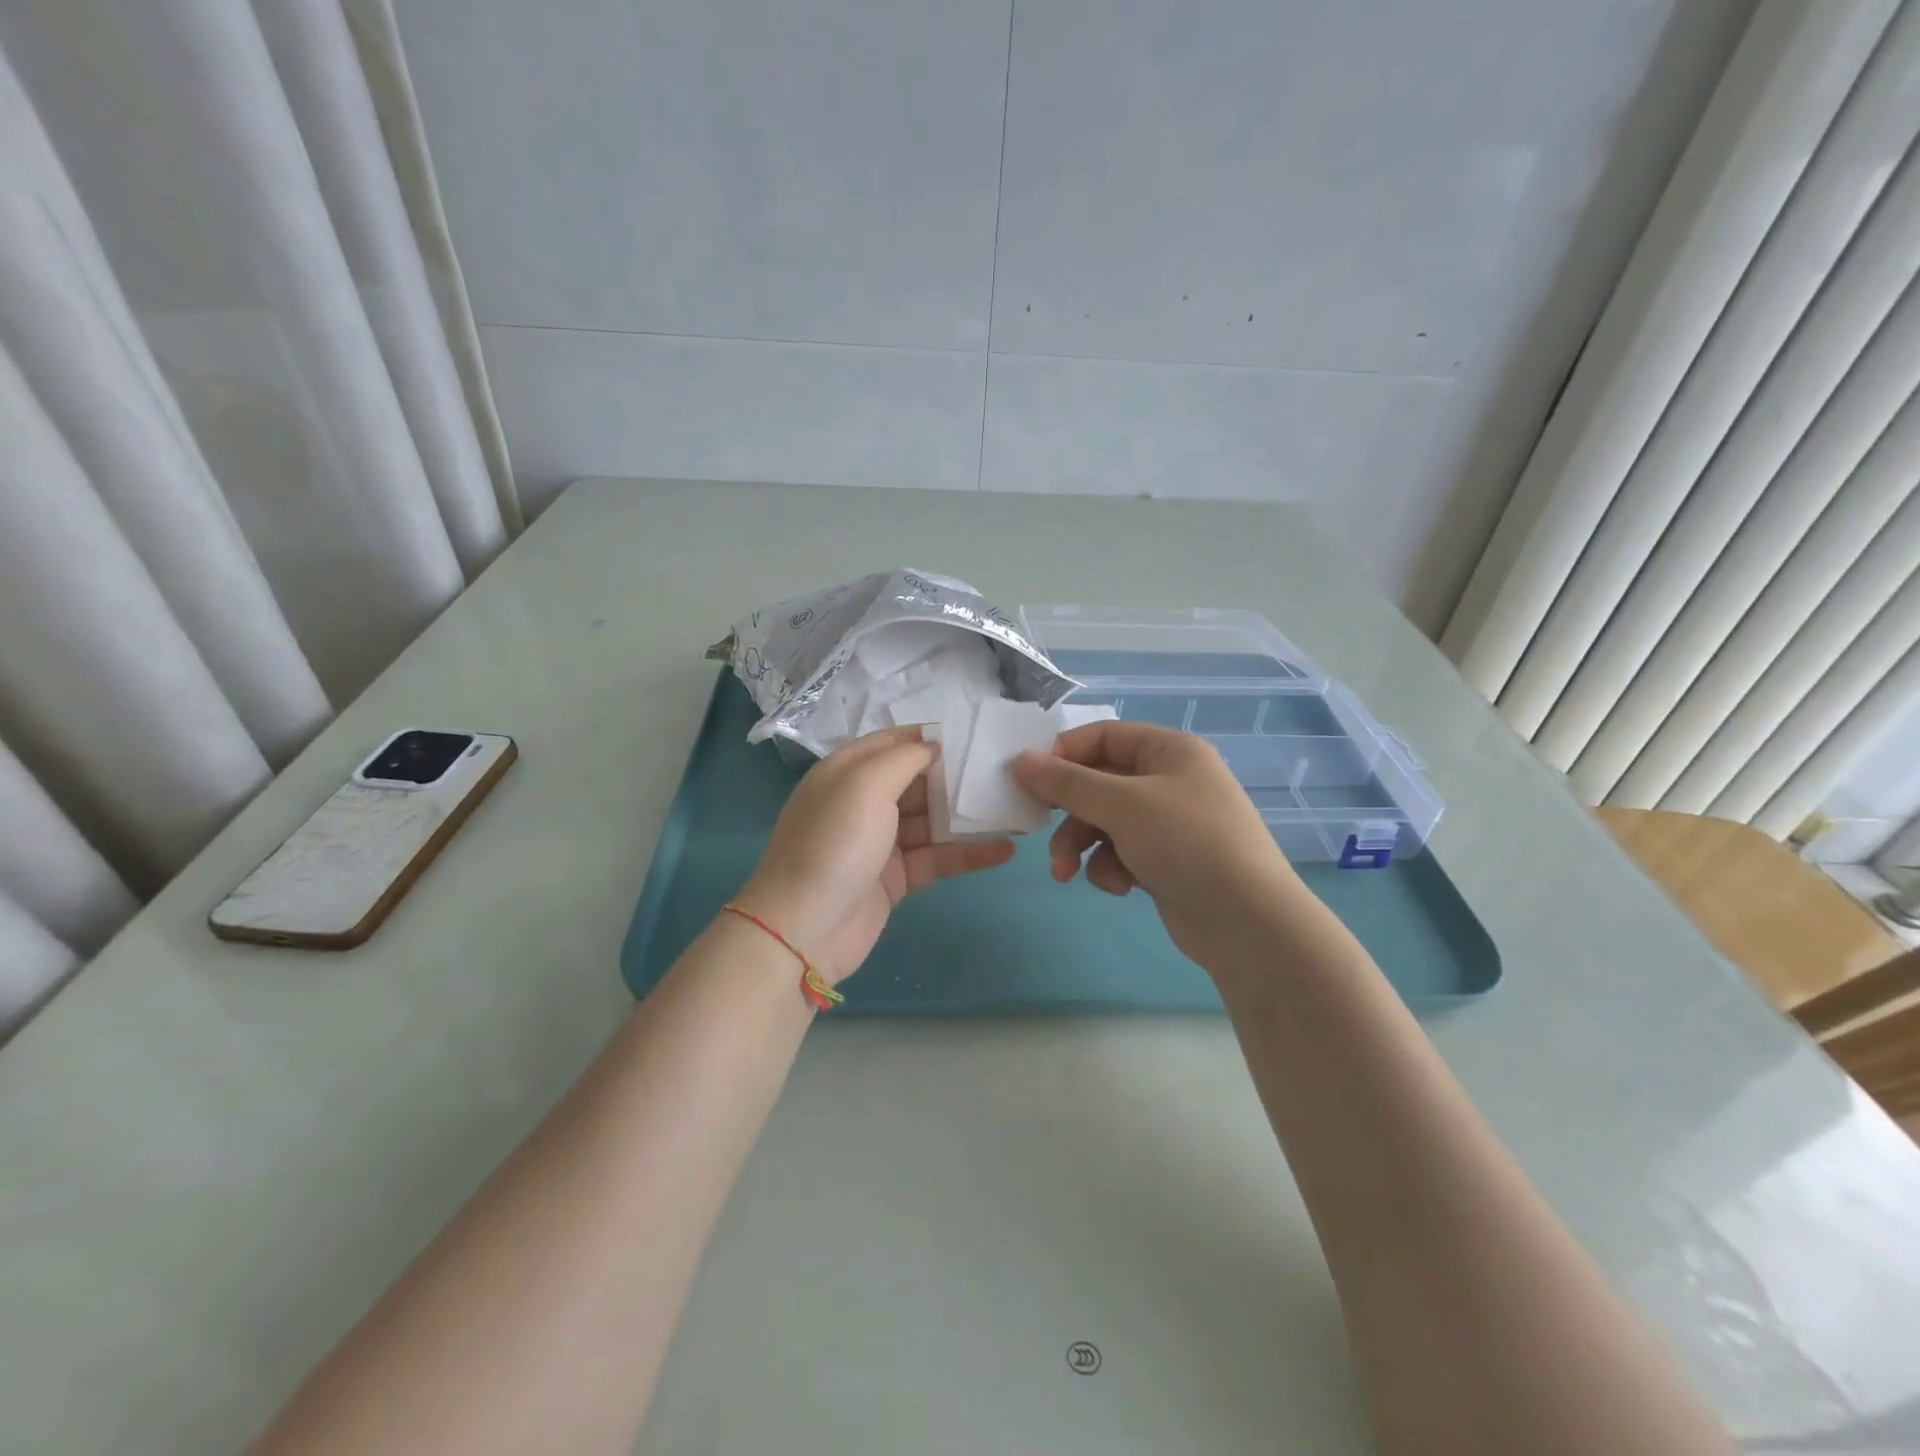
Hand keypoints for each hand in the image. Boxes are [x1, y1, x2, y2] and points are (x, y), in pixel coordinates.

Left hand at [736, 726, 1015, 982]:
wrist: (803, 930)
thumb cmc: (834, 845)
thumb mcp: (864, 785)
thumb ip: (903, 758)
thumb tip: (934, 745)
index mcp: (848, 772)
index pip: (895, 742)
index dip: (932, 737)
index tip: (977, 735)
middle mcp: (863, 801)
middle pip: (918, 780)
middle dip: (958, 776)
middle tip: (1007, 773)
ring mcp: (880, 842)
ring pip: (932, 821)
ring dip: (969, 817)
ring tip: (1016, 809)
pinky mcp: (895, 879)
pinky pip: (937, 858)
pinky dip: (968, 854)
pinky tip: (1005, 850)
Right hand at [1011, 721, 1306, 968]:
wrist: (1248, 923)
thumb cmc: (1187, 843)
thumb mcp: (1122, 805)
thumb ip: (1067, 782)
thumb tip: (1020, 760)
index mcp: (1169, 750)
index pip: (1103, 736)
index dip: (1064, 754)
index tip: (1029, 779)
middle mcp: (1170, 780)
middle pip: (1099, 782)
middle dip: (1070, 813)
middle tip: (1040, 833)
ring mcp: (1169, 822)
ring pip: (1104, 821)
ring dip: (1082, 845)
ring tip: (1068, 873)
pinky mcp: (1166, 860)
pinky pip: (1121, 852)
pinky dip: (1112, 868)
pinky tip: (1121, 887)